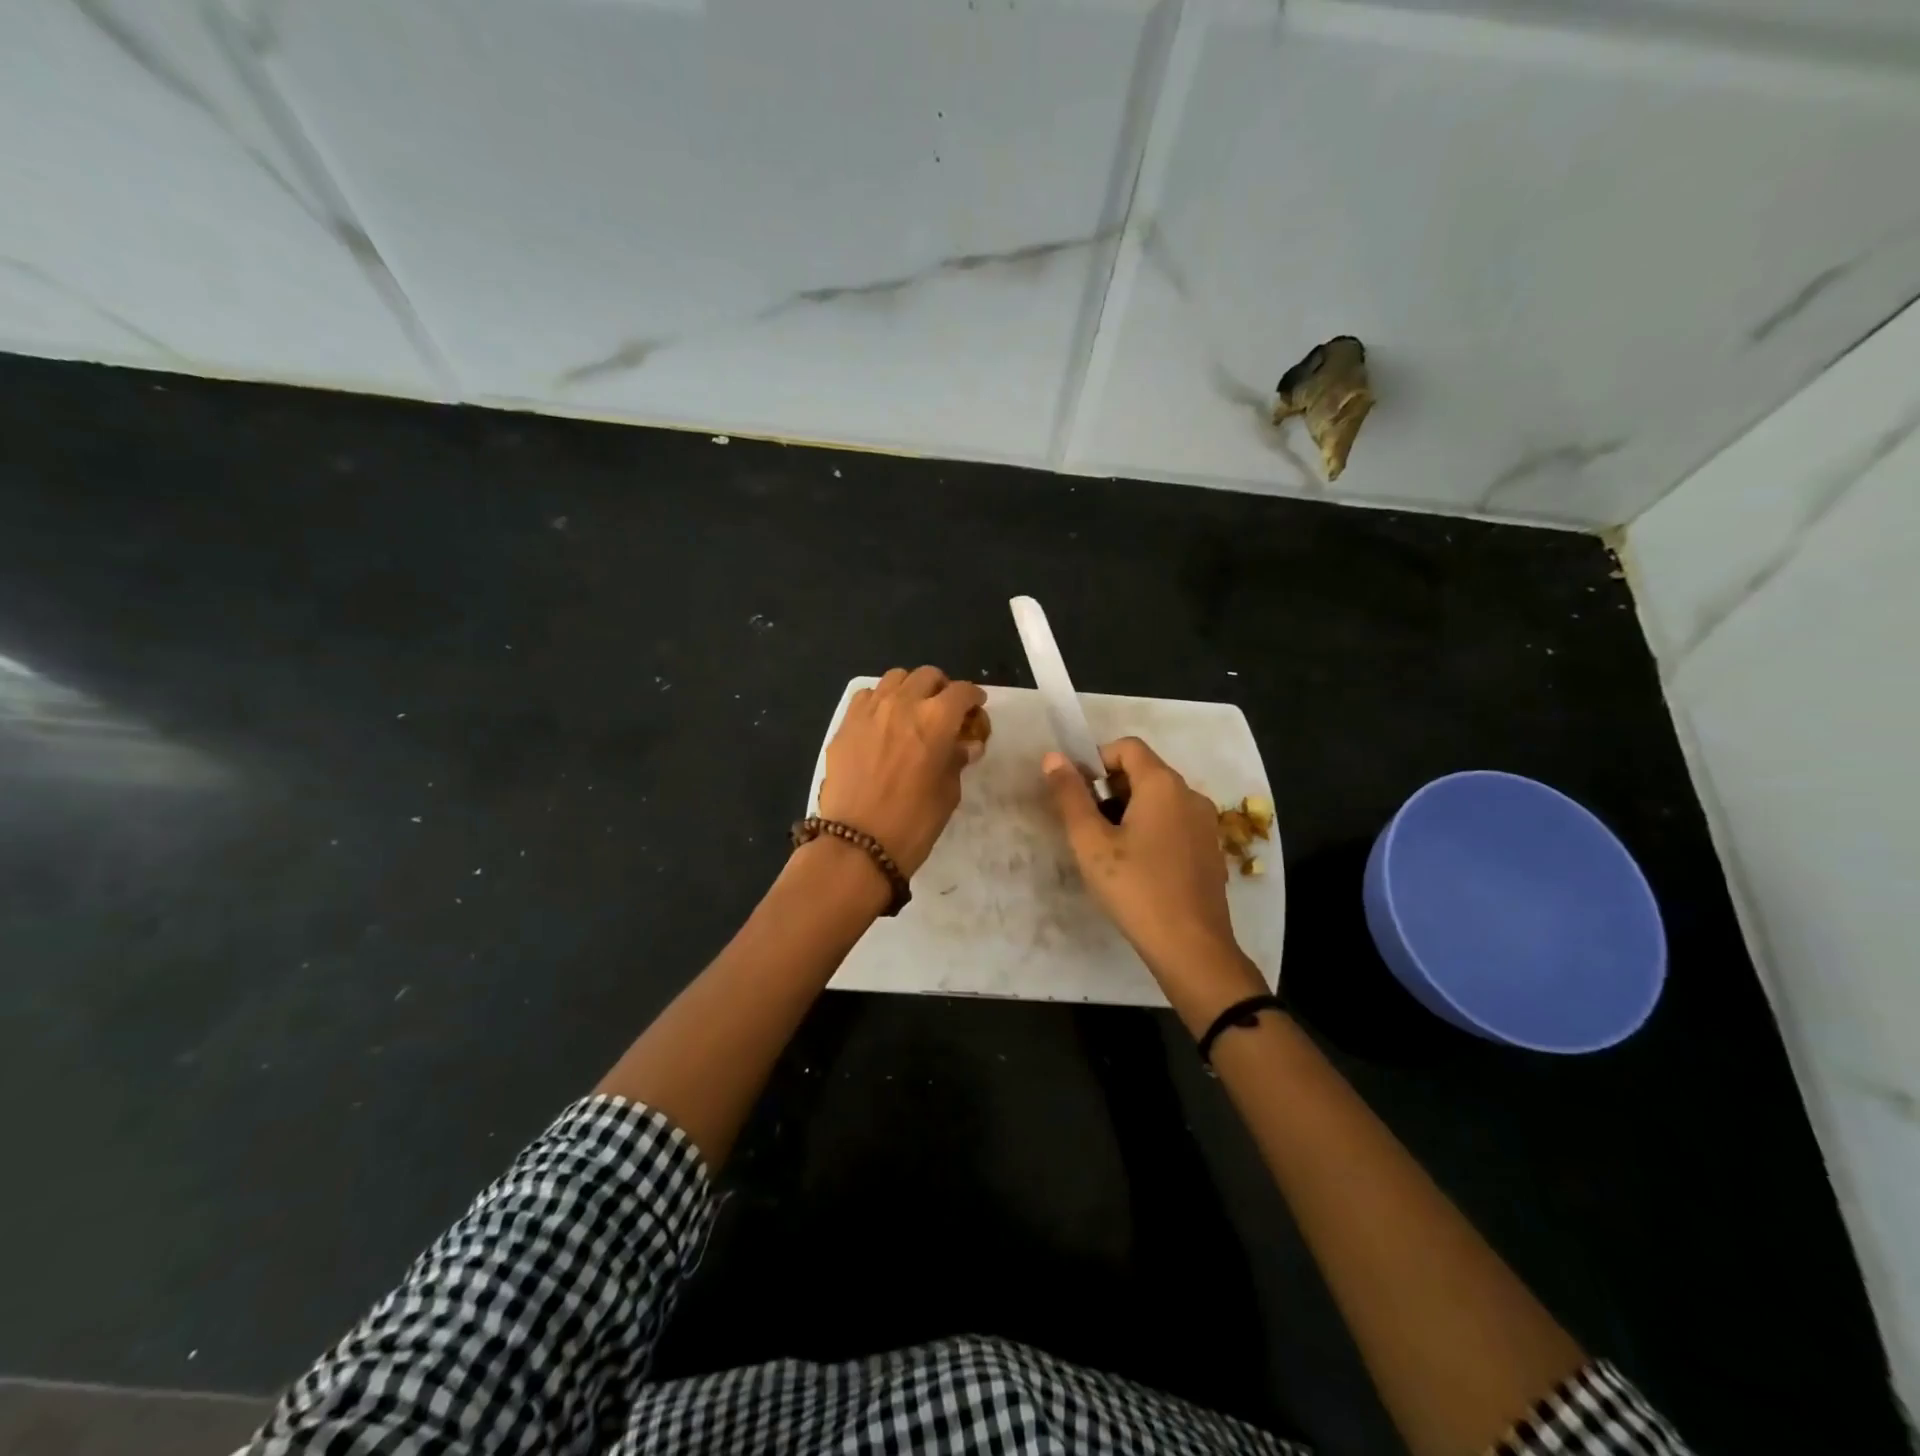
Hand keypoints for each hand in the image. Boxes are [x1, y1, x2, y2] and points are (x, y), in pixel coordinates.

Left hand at [819, 666, 986, 876]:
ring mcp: (869, 710)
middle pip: (927, 676)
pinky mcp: (845, 724)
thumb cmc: (913, 822)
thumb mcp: (948, 793)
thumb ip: (957, 760)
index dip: (973, 698)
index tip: (975, 708)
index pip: (962, 692)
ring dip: (910, 689)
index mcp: (936, 719)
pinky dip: (880, 700)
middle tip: (945, 709)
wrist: (857, 843)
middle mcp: (903, 703)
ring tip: (912, 710)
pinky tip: (883, 722)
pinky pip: (866, 696)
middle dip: (941, 688)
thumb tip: (965, 745)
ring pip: (895, 678)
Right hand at [1044, 737, 1262, 999]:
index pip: (1127, 747)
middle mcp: (1190, 794)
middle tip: (1088, 828)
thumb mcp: (1091, 843)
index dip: (1096, 761)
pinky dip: (1152, 830)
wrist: (1192, 947)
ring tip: (1109, 851)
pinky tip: (1138, 868)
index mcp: (1163, 784)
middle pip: (1144, 771)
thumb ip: (1070, 796)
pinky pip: (1175, 822)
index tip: (1077, 796)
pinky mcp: (1211, 849)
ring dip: (1129, 811)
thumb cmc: (1136, 888)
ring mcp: (1206, 823)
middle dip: (1110, 789)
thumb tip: (1053, 757)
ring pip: (1160, 799)